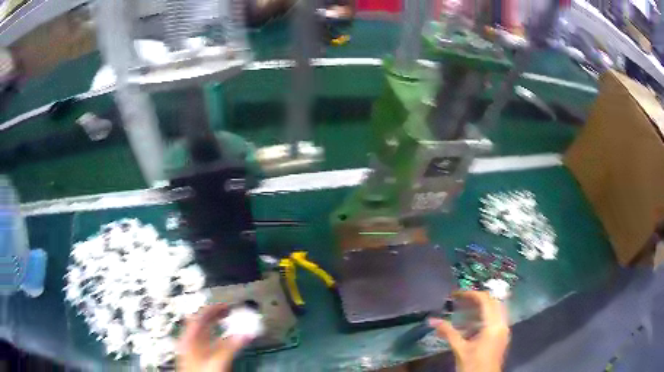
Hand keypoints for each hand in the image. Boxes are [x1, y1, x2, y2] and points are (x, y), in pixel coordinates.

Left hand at [177, 303, 252, 371]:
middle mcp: (189, 341)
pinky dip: (216, 337)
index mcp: (190, 338)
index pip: (200, 315)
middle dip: (215, 315)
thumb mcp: (218, 360)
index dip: (214, 308)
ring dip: (215, 326)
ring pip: (203, 332)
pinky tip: (224, 342)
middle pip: (200, 321)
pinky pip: (206, 342)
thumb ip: (231, 346)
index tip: (227, 305)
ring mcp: (192, 350)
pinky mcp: (197, 358)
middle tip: (228, 311)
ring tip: (227, 323)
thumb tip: (246, 333)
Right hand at [429, 291, 509, 371]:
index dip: (471, 294)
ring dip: (482, 307)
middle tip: (460, 301)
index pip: (485, 300)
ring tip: (464, 310)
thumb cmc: (472, 365)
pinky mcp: (503, 336)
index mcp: (493, 325)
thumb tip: (432, 320)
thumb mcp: (459, 349)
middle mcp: (502, 324)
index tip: (455, 295)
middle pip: (493, 302)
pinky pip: (497, 318)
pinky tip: (473, 324)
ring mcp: (504, 330)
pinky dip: (486, 315)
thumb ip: (448, 333)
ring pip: (496, 309)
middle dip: (477, 298)